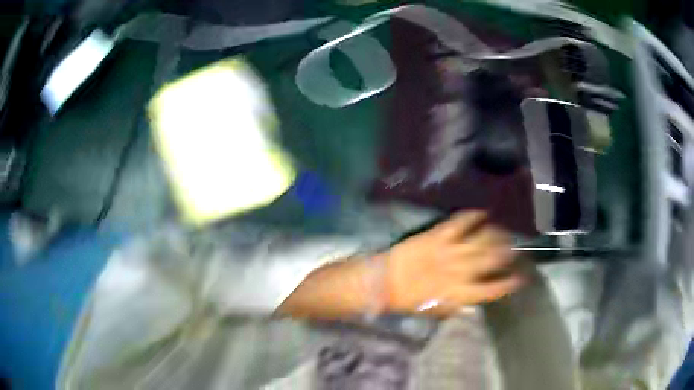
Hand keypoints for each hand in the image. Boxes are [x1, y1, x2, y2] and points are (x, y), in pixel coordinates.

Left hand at [383, 211, 524, 316]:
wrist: (384, 282)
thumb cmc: (409, 300)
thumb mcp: (435, 310)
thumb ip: (457, 305)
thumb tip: (475, 301)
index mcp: (460, 293)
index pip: (492, 289)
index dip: (508, 283)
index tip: (521, 277)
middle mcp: (461, 270)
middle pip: (492, 259)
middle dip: (507, 252)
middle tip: (515, 248)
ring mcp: (450, 251)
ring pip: (481, 240)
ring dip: (496, 234)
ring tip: (505, 231)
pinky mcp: (438, 236)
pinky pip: (460, 223)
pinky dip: (472, 216)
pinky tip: (482, 212)